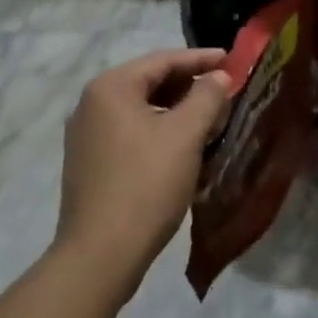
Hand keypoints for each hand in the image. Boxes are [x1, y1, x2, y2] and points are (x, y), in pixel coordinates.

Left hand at [53, 48, 232, 300]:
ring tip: (208, 119)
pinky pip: (129, 132)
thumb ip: (206, 97)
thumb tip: (219, 76)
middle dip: (189, 86)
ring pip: (140, 108)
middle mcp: (92, 102)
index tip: (232, 61)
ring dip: (175, 110)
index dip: (201, 59)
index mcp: (111, 86)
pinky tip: (180, 147)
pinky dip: (157, 130)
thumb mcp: (185, 136)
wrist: (98, 258)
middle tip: (224, 92)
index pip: (163, 60)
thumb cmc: (145, 185)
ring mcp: (86, 134)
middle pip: (150, 82)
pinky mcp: (88, 162)